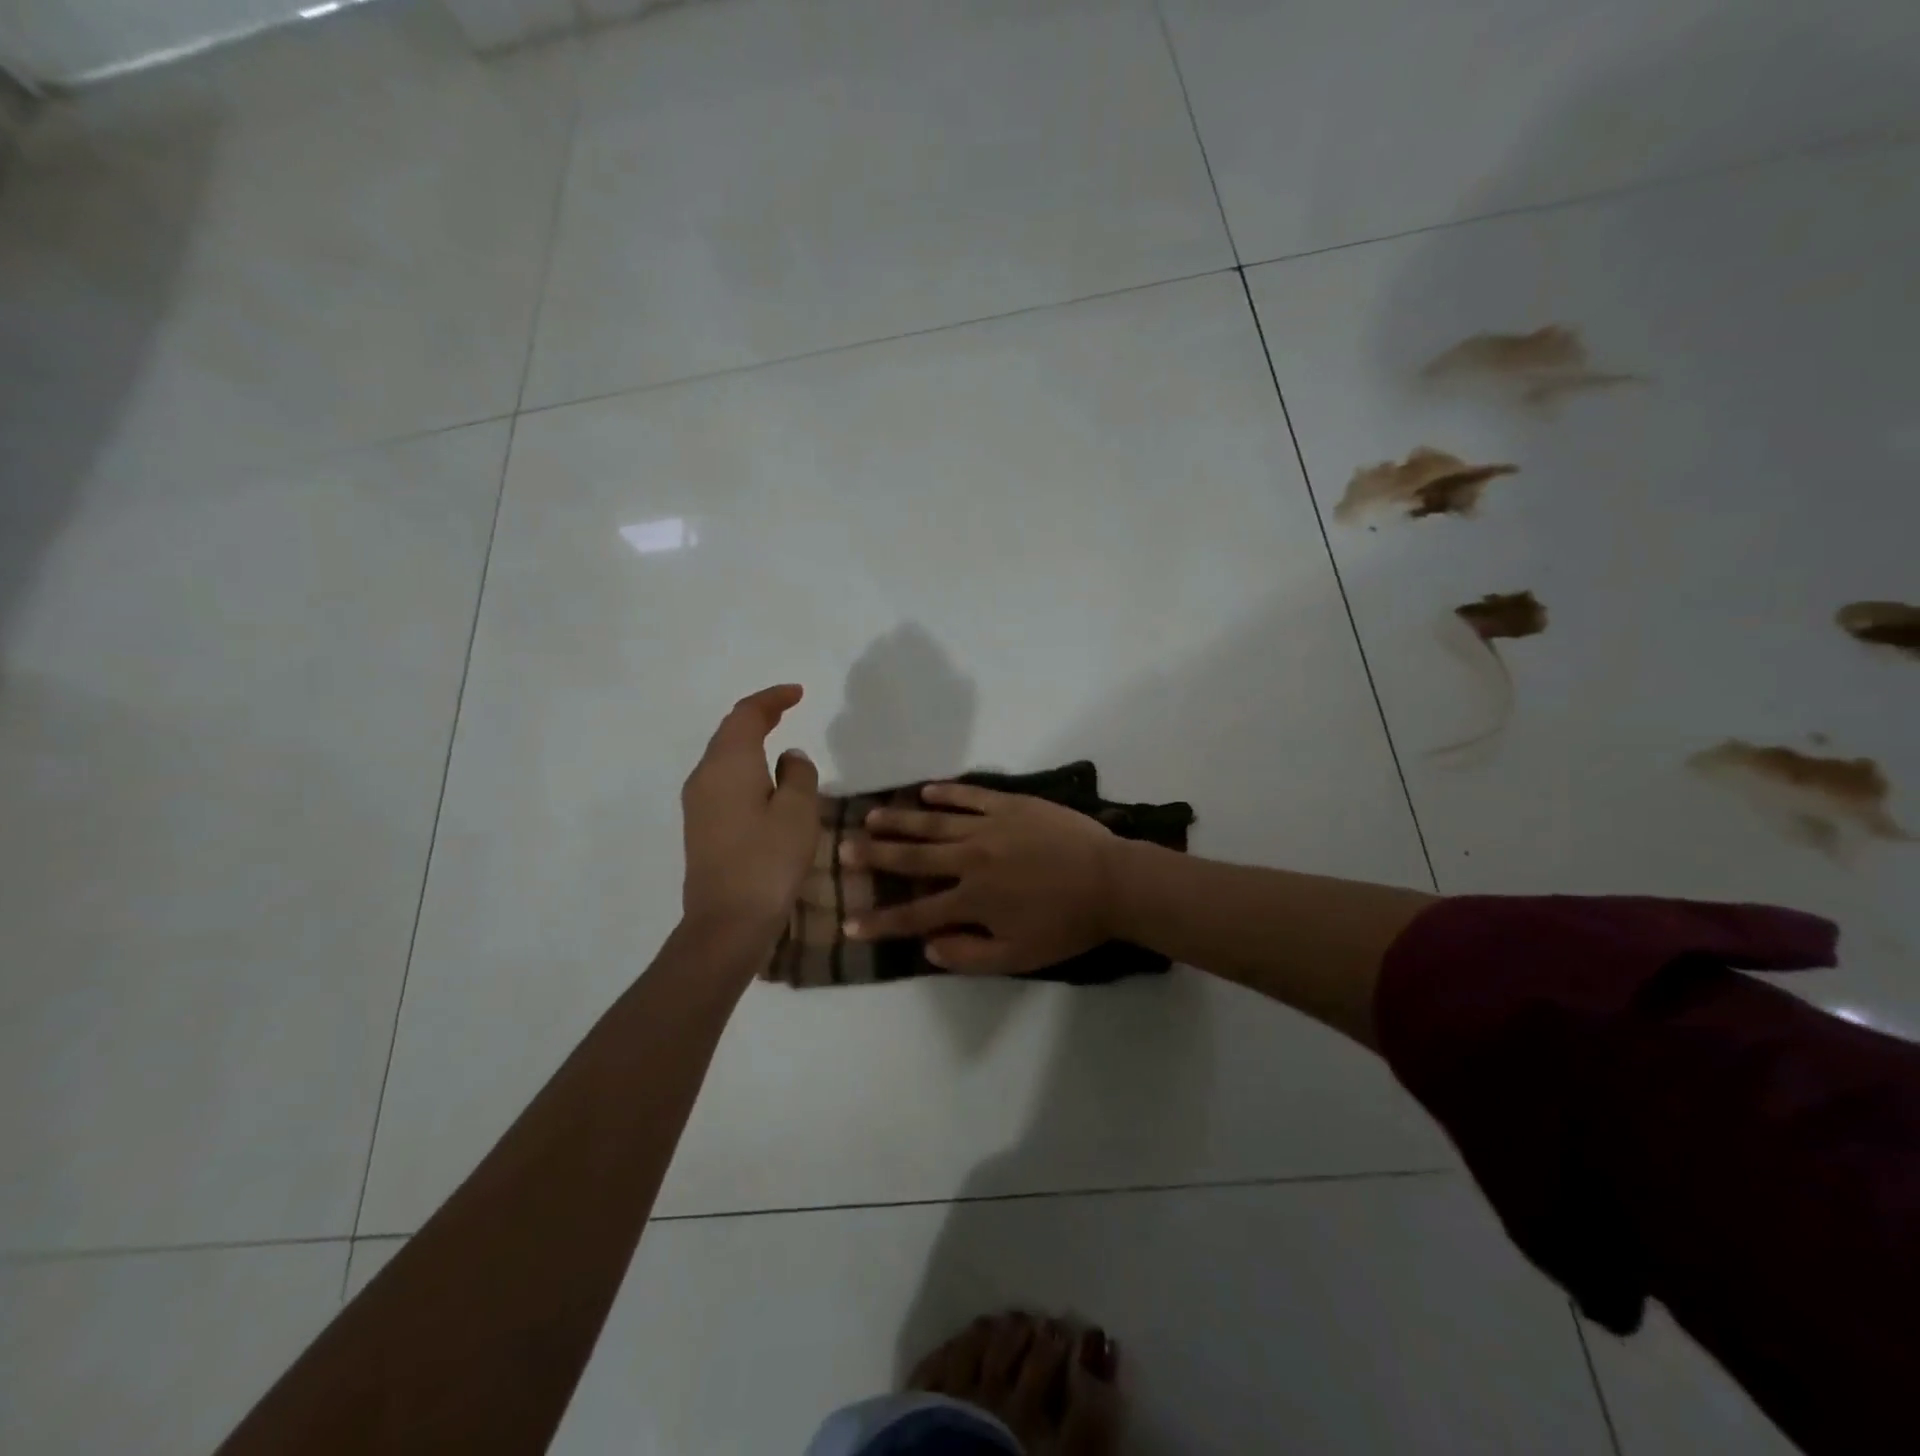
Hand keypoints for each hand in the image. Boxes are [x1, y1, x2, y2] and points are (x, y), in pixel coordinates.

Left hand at [681, 684, 819, 936]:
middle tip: (788, 708)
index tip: (798, 693)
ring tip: (777, 738)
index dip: (772, 699)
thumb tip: (790, 757)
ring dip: (749, 741)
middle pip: (729, 732)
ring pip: (724, 756)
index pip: (747, 715)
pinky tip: (763, 780)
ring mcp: (697, 802)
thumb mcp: (798, 812)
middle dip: (758, 716)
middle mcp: (705, 775)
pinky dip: (744, 766)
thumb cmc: (768, 860)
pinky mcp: (700, 826)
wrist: (727, 921)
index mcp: (729, 764)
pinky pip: (722, 779)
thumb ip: (799, 775)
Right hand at [842, 782, 1118, 973]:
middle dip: (875, 855)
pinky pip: (970, 796)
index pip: (914, 914)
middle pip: (912, 858)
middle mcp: (970, 859)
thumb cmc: (1066, 924)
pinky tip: (926, 792)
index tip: (849, 924)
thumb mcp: (1018, 957)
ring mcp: (989, 826)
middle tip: (843, 848)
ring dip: (900, 820)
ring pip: (934, 822)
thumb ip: (969, 956)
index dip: (879, 922)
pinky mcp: (1010, 804)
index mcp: (972, 899)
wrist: (1111, 881)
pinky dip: (946, 794)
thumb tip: (927, 948)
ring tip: (872, 816)